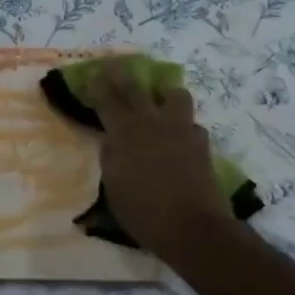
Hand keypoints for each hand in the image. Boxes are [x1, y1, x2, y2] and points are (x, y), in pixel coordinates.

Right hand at [93, 61, 230, 261]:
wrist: (193, 227)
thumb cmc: (143, 211)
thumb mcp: (113, 187)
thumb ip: (110, 157)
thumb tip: (111, 141)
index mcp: (124, 132)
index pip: (106, 99)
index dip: (98, 84)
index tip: (93, 74)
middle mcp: (151, 122)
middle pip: (134, 88)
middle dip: (122, 75)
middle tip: (116, 68)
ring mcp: (179, 129)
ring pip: (174, 94)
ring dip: (164, 93)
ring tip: (159, 100)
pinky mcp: (201, 142)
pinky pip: (192, 123)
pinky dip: (184, 126)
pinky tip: (180, 138)